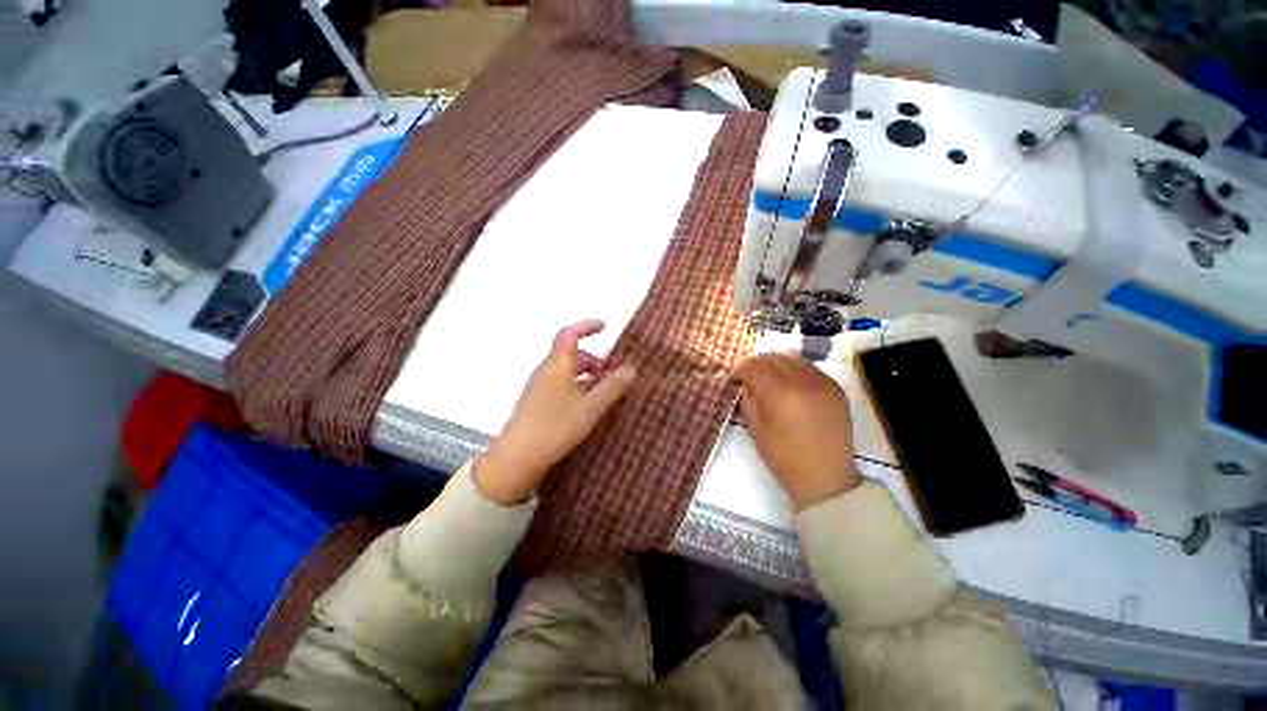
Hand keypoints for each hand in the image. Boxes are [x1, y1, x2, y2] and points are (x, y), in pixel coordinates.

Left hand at [475, 320, 636, 504]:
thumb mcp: (591, 407)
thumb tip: (631, 369)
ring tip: (605, 391)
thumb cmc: (556, 426)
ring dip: (588, 376)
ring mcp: (539, 387)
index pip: (570, 334)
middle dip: (595, 360)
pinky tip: (588, 405)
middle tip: (615, 373)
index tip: (605, 327)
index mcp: (557, 364)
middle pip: (572, 355)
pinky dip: (578, 387)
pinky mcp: (537, 402)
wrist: (517, 457)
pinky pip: (561, 385)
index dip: (587, 327)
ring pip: (567, 372)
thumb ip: (612, 386)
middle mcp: (546, 371)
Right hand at [733, 353, 860, 510]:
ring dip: (776, 365)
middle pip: (774, 358)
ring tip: (768, 378)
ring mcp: (823, 382)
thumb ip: (748, 398)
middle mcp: (804, 381)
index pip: (755, 367)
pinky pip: (810, 369)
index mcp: (781, 393)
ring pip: (793, 359)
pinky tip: (790, 384)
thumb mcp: (755, 428)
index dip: (741, 369)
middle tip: (749, 376)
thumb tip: (745, 382)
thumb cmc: (784, 457)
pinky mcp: (836, 388)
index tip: (734, 377)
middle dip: (757, 364)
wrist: (825, 477)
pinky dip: (795, 371)